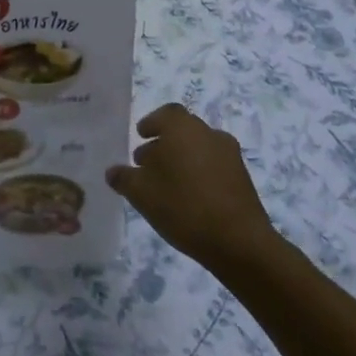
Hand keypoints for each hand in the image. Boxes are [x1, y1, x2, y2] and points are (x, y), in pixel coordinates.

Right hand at [105, 104, 275, 267]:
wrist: (239, 241)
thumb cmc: (183, 206)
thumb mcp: (141, 193)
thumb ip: (123, 178)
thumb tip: (112, 171)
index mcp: (182, 128)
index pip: (166, 113)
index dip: (152, 123)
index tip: (141, 135)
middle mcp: (207, 133)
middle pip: (182, 131)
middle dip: (163, 144)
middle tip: (147, 164)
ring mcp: (229, 155)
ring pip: (199, 148)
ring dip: (182, 159)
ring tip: (167, 185)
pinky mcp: (243, 178)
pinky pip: (214, 166)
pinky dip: (199, 173)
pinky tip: (189, 198)